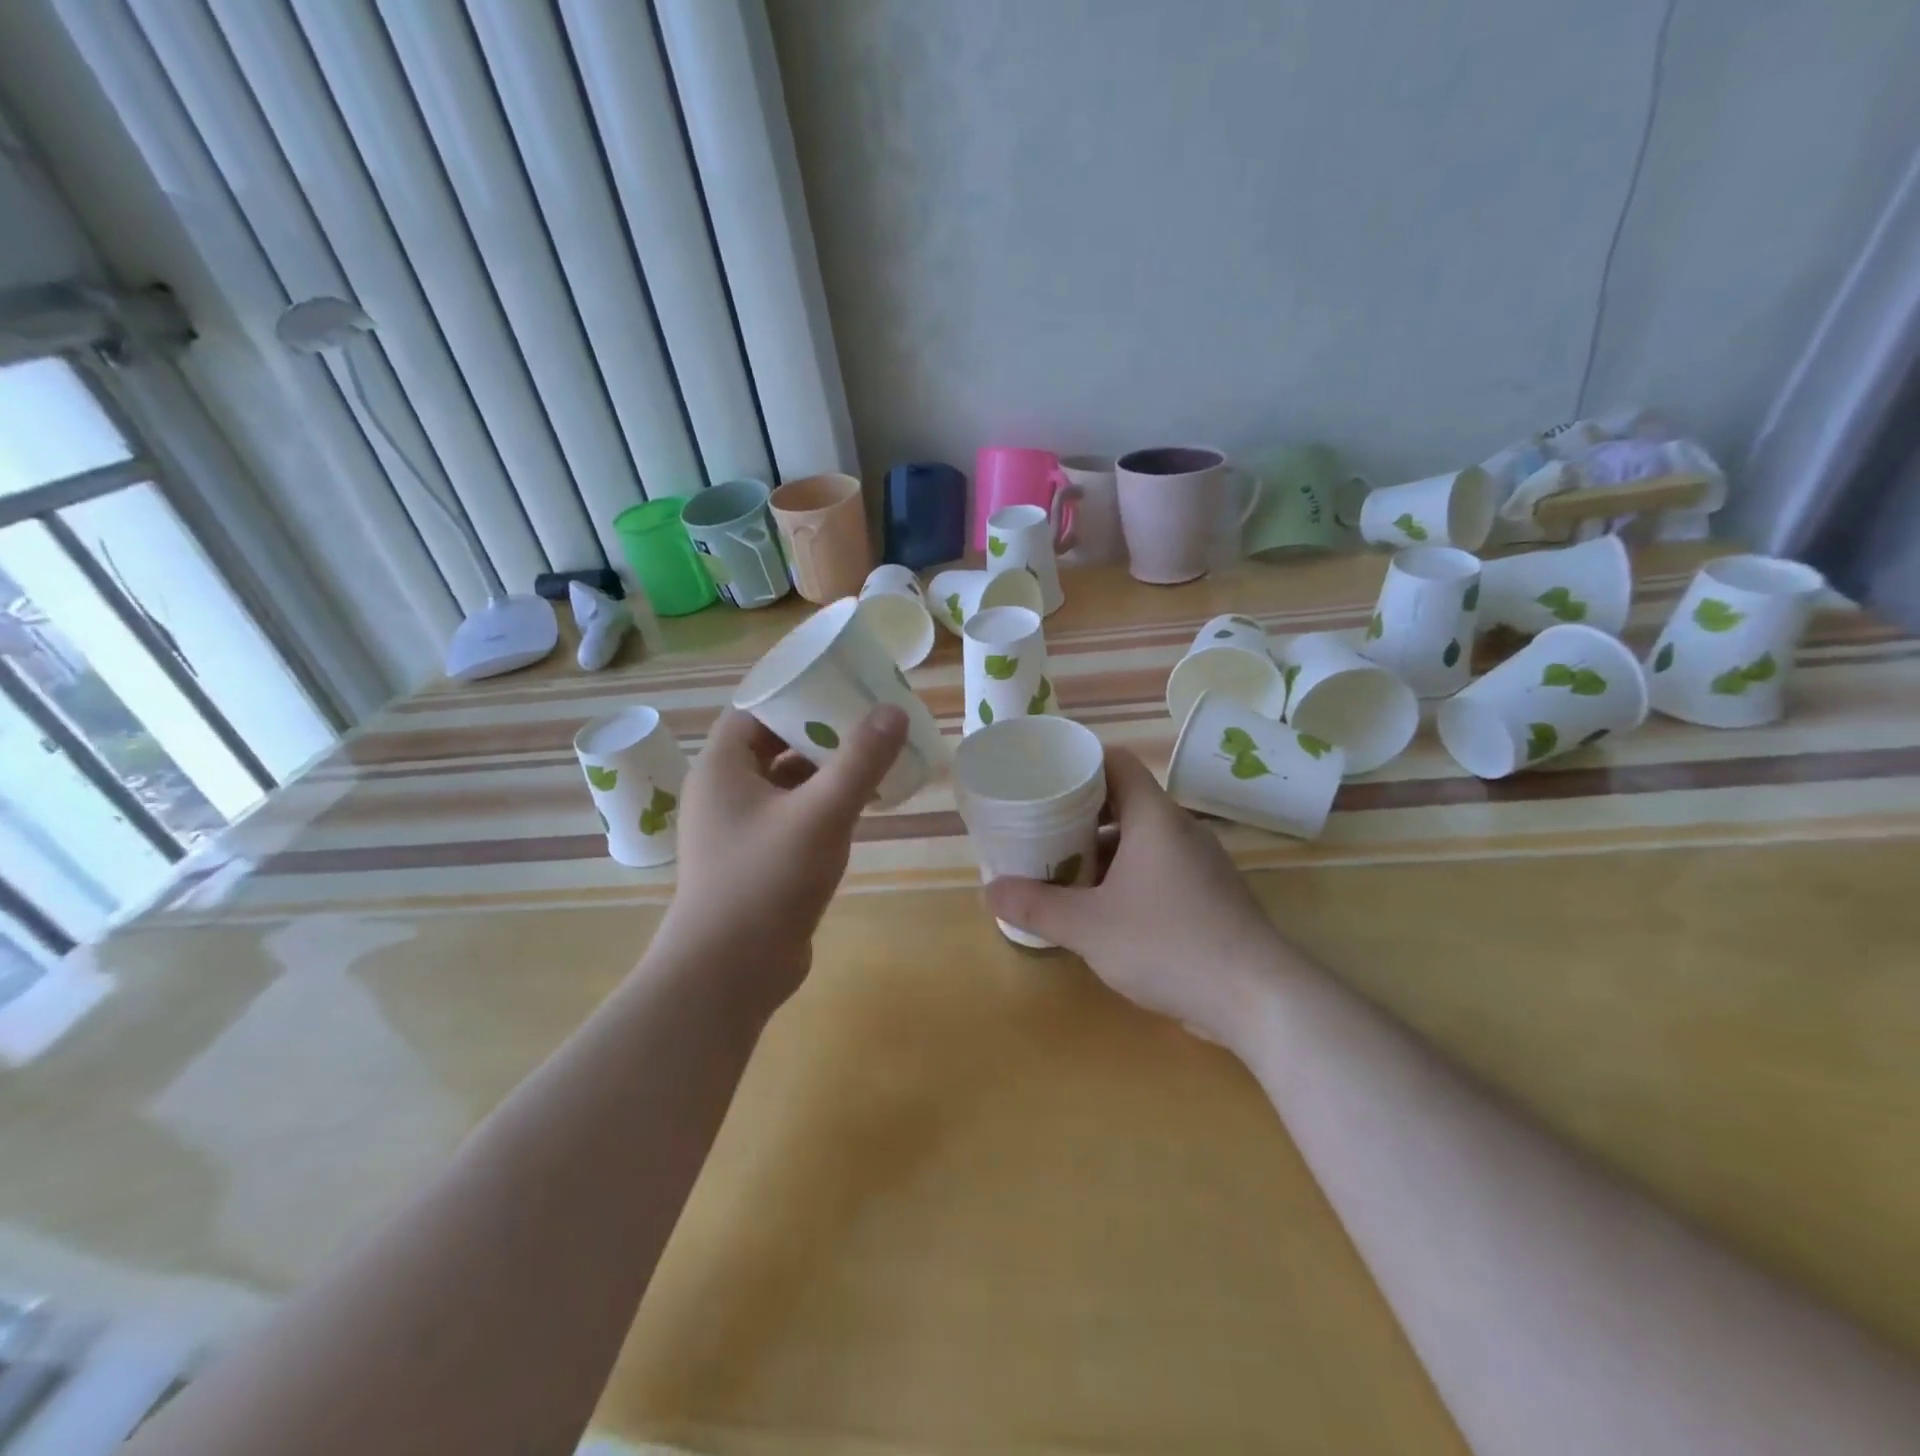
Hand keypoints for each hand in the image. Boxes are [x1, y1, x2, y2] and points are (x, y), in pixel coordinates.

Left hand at [653, 705, 907, 1019]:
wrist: (729, 974)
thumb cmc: (766, 881)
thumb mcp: (821, 814)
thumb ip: (860, 760)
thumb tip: (893, 710)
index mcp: (722, 767)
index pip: (757, 708)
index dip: (799, 693)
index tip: (843, 687)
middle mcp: (724, 791)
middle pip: (775, 743)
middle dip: (823, 733)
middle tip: (871, 721)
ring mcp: (738, 829)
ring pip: (786, 782)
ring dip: (826, 771)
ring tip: (875, 760)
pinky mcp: (755, 860)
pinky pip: (792, 816)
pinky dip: (822, 806)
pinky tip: (861, 808)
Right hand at [986, 747, 1284, 1045]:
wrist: (1258, 998)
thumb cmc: (1169, 944)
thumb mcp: (1089, 927)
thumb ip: (1037, 907)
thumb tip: (990, 890)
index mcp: (1155, 818)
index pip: (1117, 763)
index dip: (1080, 763)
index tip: (1044, 777)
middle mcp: (1181, 831)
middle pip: (1125, 802)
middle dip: (1080, 814)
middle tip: (1040, 828)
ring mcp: (1201, 865)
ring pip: (1142, 840)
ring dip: (1103, 850)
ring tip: (1063, 871)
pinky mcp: (1210, 897)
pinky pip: (1159, 869)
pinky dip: (1127, 877)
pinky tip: (1104, 909)